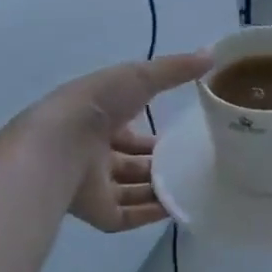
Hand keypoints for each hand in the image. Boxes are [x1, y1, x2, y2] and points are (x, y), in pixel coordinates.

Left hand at [39, 52, 210, 232]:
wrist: (60, 143)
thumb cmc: (97, 105)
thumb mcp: (140, 76)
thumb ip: (175, 69)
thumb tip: (212, 54)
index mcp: (98, 121)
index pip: (128, 130)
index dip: (151, 133)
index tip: (182, 135)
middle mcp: (94, 154)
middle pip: (131, 163)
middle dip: (158, 164)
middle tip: (193, 164)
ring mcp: (95, 185)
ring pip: (132, 191)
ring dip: (159, 189)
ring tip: (194, 186)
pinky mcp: (98, 212)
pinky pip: (129, 217)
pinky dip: (152, 214)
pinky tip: (179, 207)